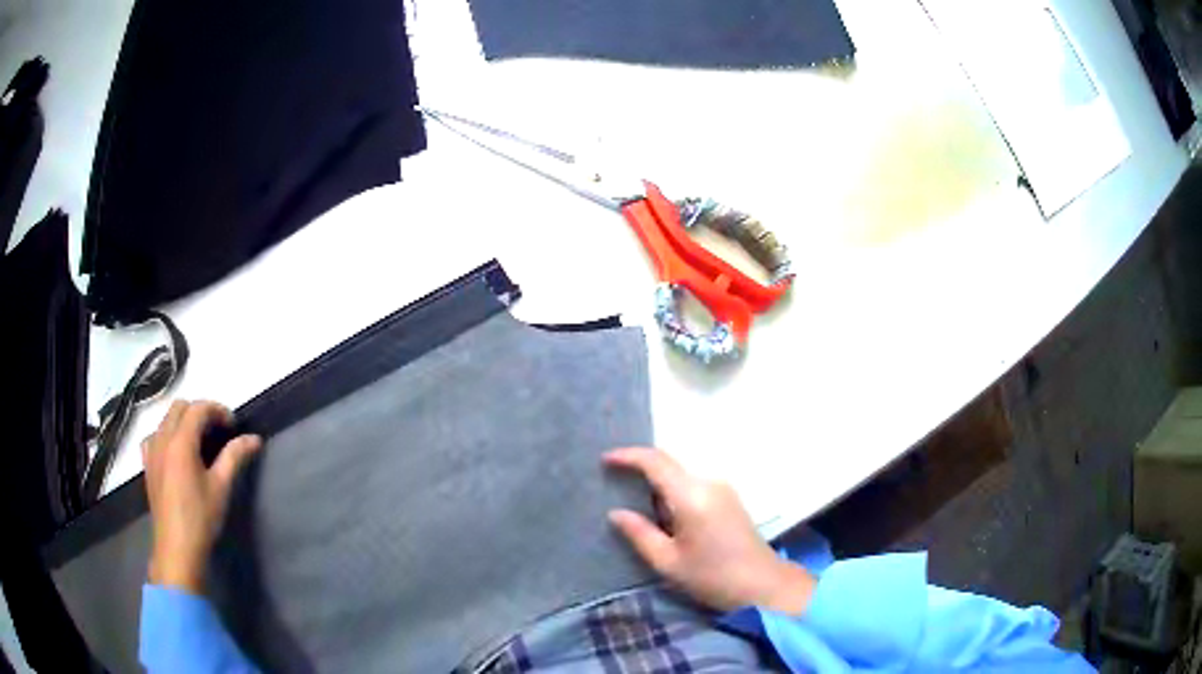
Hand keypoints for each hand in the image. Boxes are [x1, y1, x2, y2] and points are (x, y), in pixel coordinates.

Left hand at [143, 400, 261, 593]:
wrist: (177, 548)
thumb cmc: (201, 518)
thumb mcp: (221, 487)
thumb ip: (234, 457)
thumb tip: (254, 438)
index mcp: (181, 442)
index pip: (198, 408)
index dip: (217, 410)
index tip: (233, 425)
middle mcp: (163, 439)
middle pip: (179, 407)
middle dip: (199, 411)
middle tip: (217, 430)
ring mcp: (151, 451)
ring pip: (165, 419)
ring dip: (183, 421)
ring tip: (198, 440)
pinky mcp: (147, 465)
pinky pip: (154, 436)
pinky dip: (166, 435)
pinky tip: (175, 452)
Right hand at [605, 447, 814, 614]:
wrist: (763, 585)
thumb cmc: (713, 577)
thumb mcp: (668, 562)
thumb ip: (640, 534)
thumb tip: (616, 513)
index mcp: (692, 496)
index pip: (656, 462)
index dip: (628, 456)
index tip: (605, 459)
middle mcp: (709, 483)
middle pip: (669, 464)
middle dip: (640, 467)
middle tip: (613, 480)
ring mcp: (723, 489)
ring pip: (681, 474)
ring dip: (657, 481)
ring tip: (633, 498)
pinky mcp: (729, 499)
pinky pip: (693, 484)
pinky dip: (673, 490)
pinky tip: (661, 511)